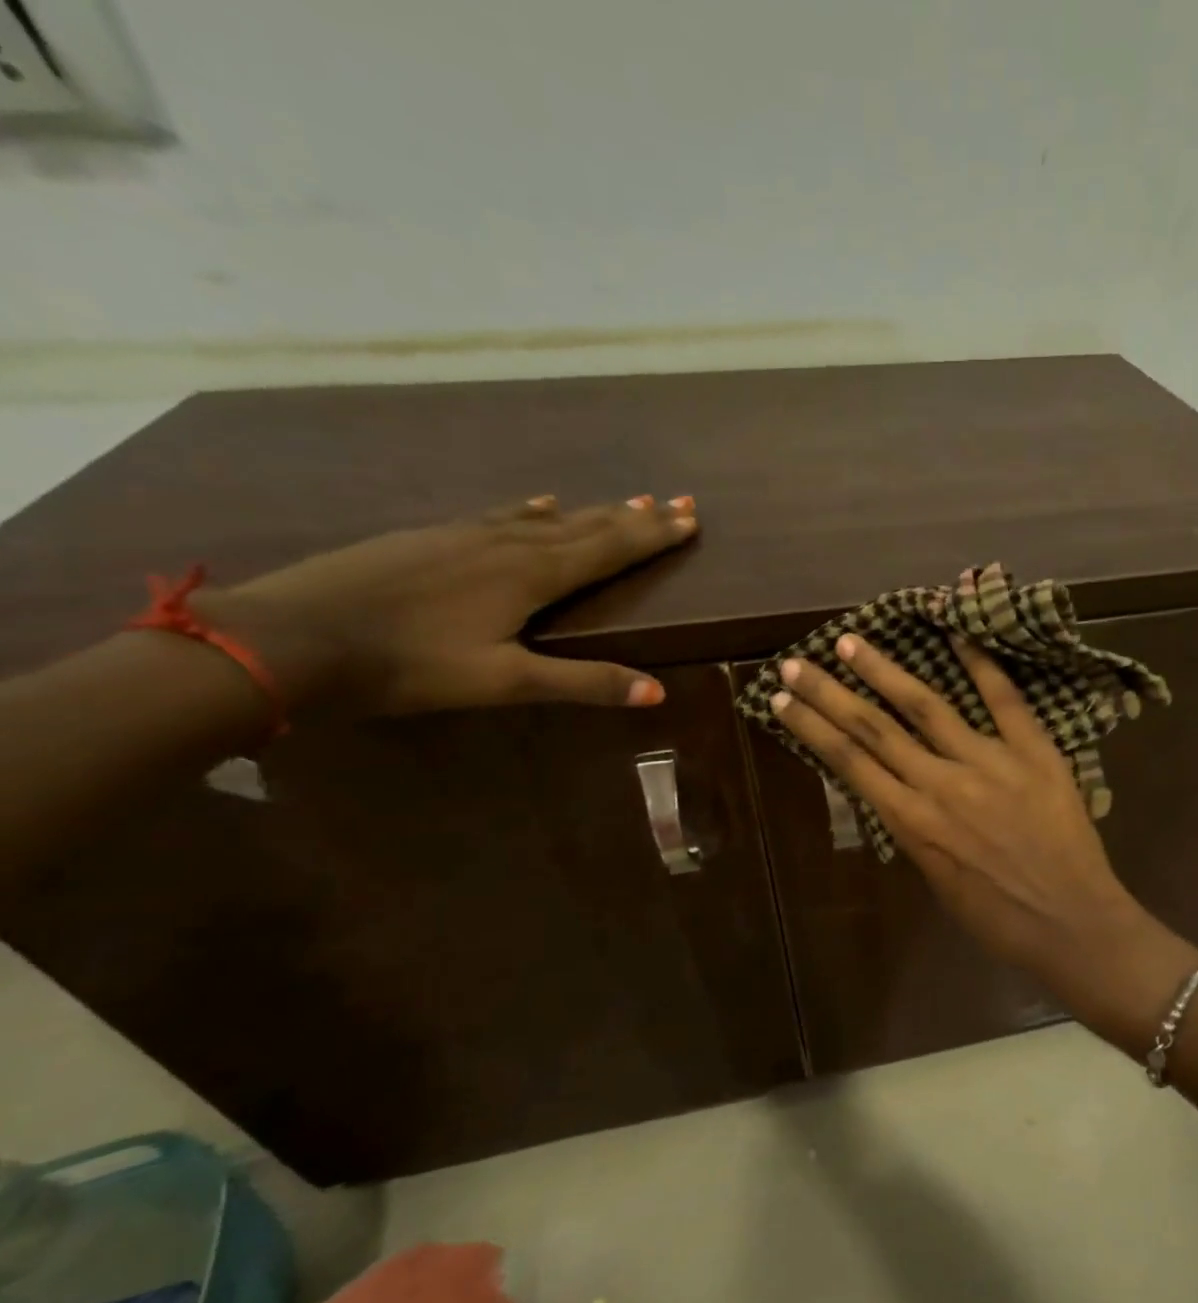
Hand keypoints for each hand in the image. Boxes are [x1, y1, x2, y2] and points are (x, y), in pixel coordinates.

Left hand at [199, 494, 696, 717]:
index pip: (609, 549)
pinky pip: (503, 515)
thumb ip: (582, 682)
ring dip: (594, 511)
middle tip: (679, 501)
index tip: (691, 517)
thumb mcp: (503, 682)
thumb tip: (658, 692)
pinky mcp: (433, 537)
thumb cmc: (407, 665)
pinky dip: (533, 508)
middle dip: (637, 516)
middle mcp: (507, 544)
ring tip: (629, 499)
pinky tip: (538, 501)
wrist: (290, 637)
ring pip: (548, 517)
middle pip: (587, 525)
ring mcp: (466, 535)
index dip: (653, 535)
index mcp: (531, 575)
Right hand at [771, 633, 1197, 1049]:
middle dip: (829, 693)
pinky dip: (981, 665)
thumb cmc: (1000, 919)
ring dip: (884, 671)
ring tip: (852, 641)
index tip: (782, 700)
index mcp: (913, 823)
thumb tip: (902, 793)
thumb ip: (918, 831)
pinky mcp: (1034, 752)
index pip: (850, 763)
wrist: (1072, 924)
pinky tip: (957, 633)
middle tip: (796, 662)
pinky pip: (1004, 700)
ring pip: (926, 706)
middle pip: (873, 729)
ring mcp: (989, 762)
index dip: (812, 728)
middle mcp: (940, 784)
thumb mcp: (938, 881)